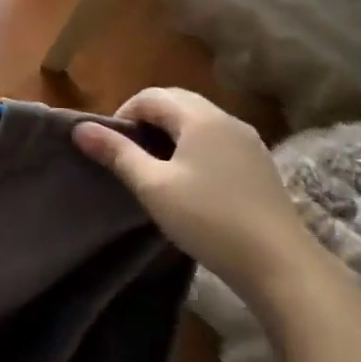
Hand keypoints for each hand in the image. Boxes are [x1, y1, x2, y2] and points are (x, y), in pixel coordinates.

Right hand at [74, 88, 319, 303]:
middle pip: (177, 102)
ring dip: (170, 134)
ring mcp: (249, 143)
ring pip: (199, 122)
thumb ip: (116, 153)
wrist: (280, 265)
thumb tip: (80, 128)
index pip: (152, 96)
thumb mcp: (153, 186)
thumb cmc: (209, 219)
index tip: (112, 146)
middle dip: (147, 119)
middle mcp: (227, 120)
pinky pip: (217, 140)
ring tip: (154, 168)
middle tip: (129, 153)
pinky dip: (194, 147)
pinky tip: (189, 182)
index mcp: (201, 118)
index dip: (124, 113)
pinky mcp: (260, 166)